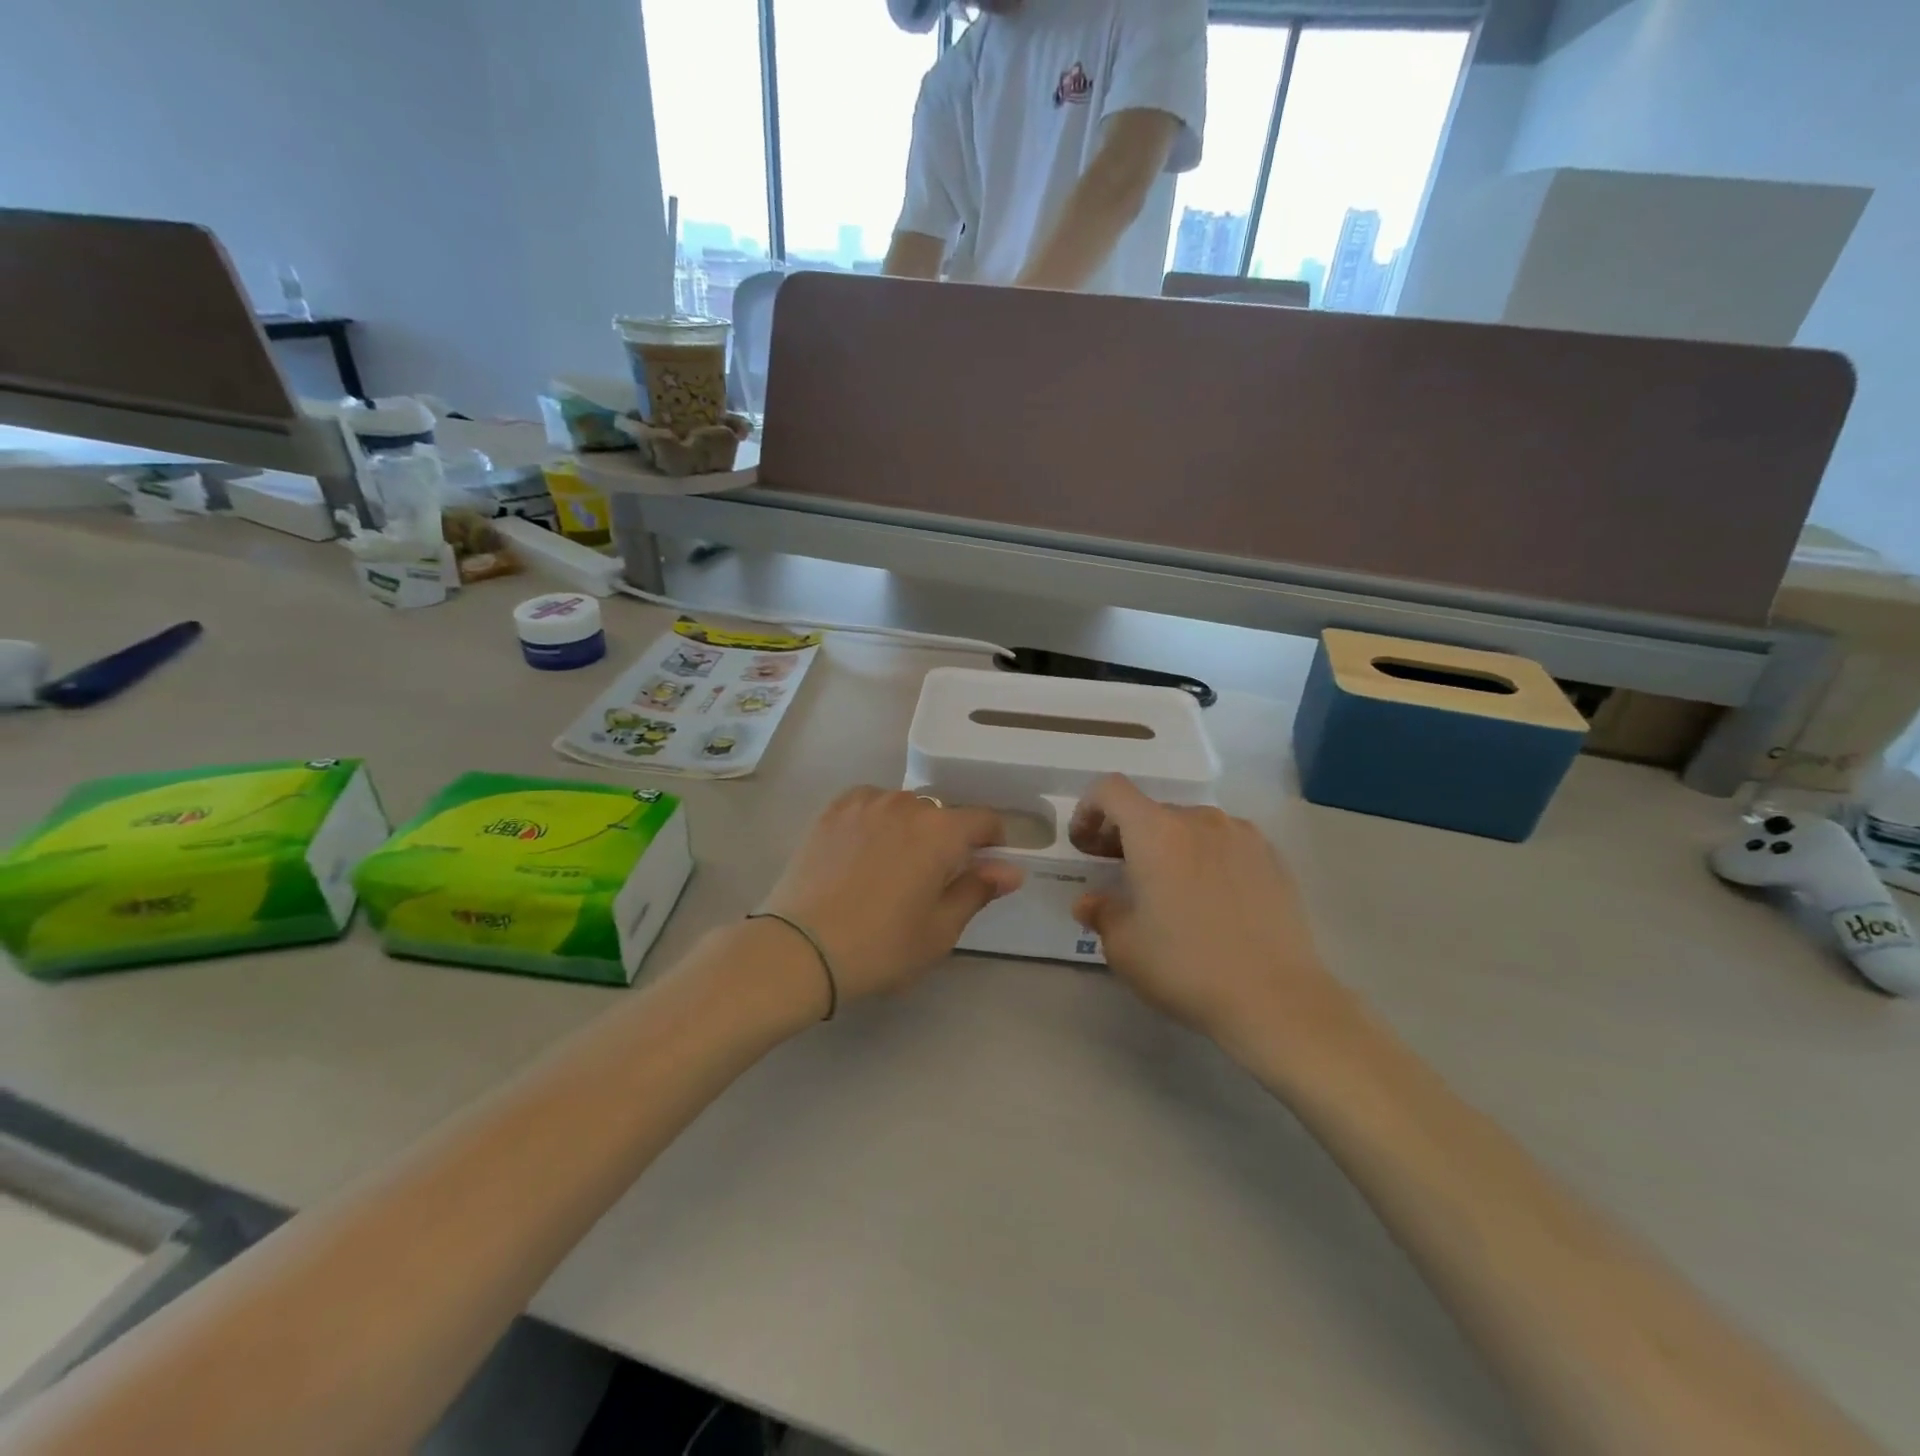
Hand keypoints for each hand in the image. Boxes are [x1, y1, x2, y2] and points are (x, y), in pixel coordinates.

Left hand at [761, 788, 1024, 1001]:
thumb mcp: (940, 929)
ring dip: (909, 829)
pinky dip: (876, 821)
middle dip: (946, 840)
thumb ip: (978, 890)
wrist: (799, 949)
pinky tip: (863, 852)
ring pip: (903, 808)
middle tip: (930, 881)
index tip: (983, 867)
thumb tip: (1011, 869)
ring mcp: (864, 803)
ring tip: (890, 868)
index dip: (992, 842)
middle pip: (941, 814)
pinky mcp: (832, 810)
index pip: (983, 820)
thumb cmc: (880, 946)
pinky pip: (869, 805)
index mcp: (941, 831)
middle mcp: (905, 804)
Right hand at [1070, 776, 1344, 1053]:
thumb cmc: (1186, 966)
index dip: (1088, 810)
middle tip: (1118, 872)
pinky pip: (1226, 843)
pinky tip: (1211, 899)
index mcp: (1156, 832)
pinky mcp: (1272, 858)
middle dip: (1126, 834)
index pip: (1111, 790)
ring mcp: (1242, 835)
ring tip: (1169, 888)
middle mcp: (1199, 820)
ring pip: (1190, 826)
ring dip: (1168, 845)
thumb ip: (1101, 912)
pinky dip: (1206, 857)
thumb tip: (1091, 901)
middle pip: (1151, 810)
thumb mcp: (1124, 946)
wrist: (1275, 998)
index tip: (1085, 846)